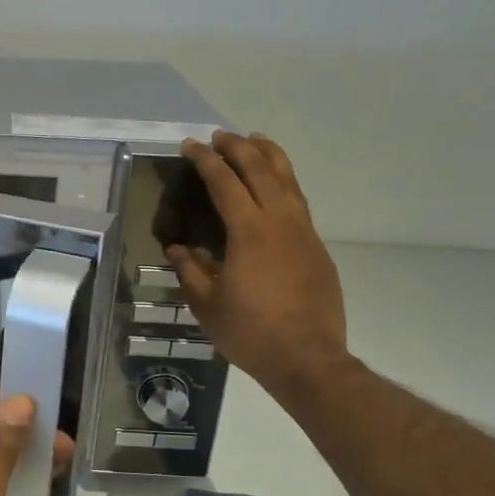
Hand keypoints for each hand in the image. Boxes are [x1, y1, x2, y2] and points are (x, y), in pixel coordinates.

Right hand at [168, 132, 349, 401]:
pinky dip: (285, 182)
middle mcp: (280, 222)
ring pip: (289, 180)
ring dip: (269, 156)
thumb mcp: (207, 304)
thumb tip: (177, 248)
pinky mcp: (317, 248)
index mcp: (249, 232)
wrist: (307, 359)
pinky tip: (276, 186)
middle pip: (261, 170)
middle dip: (239, 148)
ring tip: (255, 141)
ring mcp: (304, 233)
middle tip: (220, 136)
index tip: (191, 146)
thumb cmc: (250, 332)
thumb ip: (190, 270)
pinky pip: (299, 202)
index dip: (206, 161)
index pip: (225, 183)